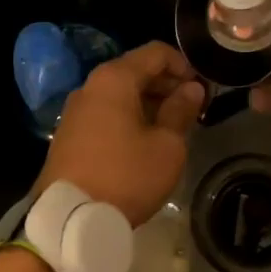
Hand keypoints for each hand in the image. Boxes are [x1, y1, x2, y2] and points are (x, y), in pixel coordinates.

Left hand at [37, 42, 202, 224]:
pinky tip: (144, 141)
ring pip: (120, 93)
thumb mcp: (166, 146)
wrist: (69, 219)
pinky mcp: (69, 133)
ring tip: (172, 127)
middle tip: (192, 109)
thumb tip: (192, 89)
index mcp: (115, 79)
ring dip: (149, 102)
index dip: (183, 65)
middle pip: (136, 70)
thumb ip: (180, 111)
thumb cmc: (126, 176)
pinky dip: (128, 117)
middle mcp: (91, 86)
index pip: (155, 52)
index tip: (201, 89)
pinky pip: (106, 112)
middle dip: (167, 84)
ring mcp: (76, 110)